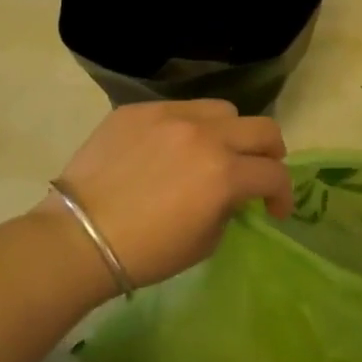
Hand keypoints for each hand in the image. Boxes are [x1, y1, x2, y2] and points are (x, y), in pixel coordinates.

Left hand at [38, 100, 293, 289]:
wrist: (79, 238)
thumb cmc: (146, 252)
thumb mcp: (205, 241)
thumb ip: (229, 207)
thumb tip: (231, 194)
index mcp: (224, 173)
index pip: (274, 173)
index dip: (283, 194)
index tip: (274, 210)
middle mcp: (204, 135)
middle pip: (262, 128)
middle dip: (270, 153)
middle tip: (259, 171)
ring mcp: (169, 116)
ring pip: (222, 110)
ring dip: (230, 133)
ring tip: (215, 151)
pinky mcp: (137, 111)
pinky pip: (178, 109)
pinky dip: (187, 127)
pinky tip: (170, 149)